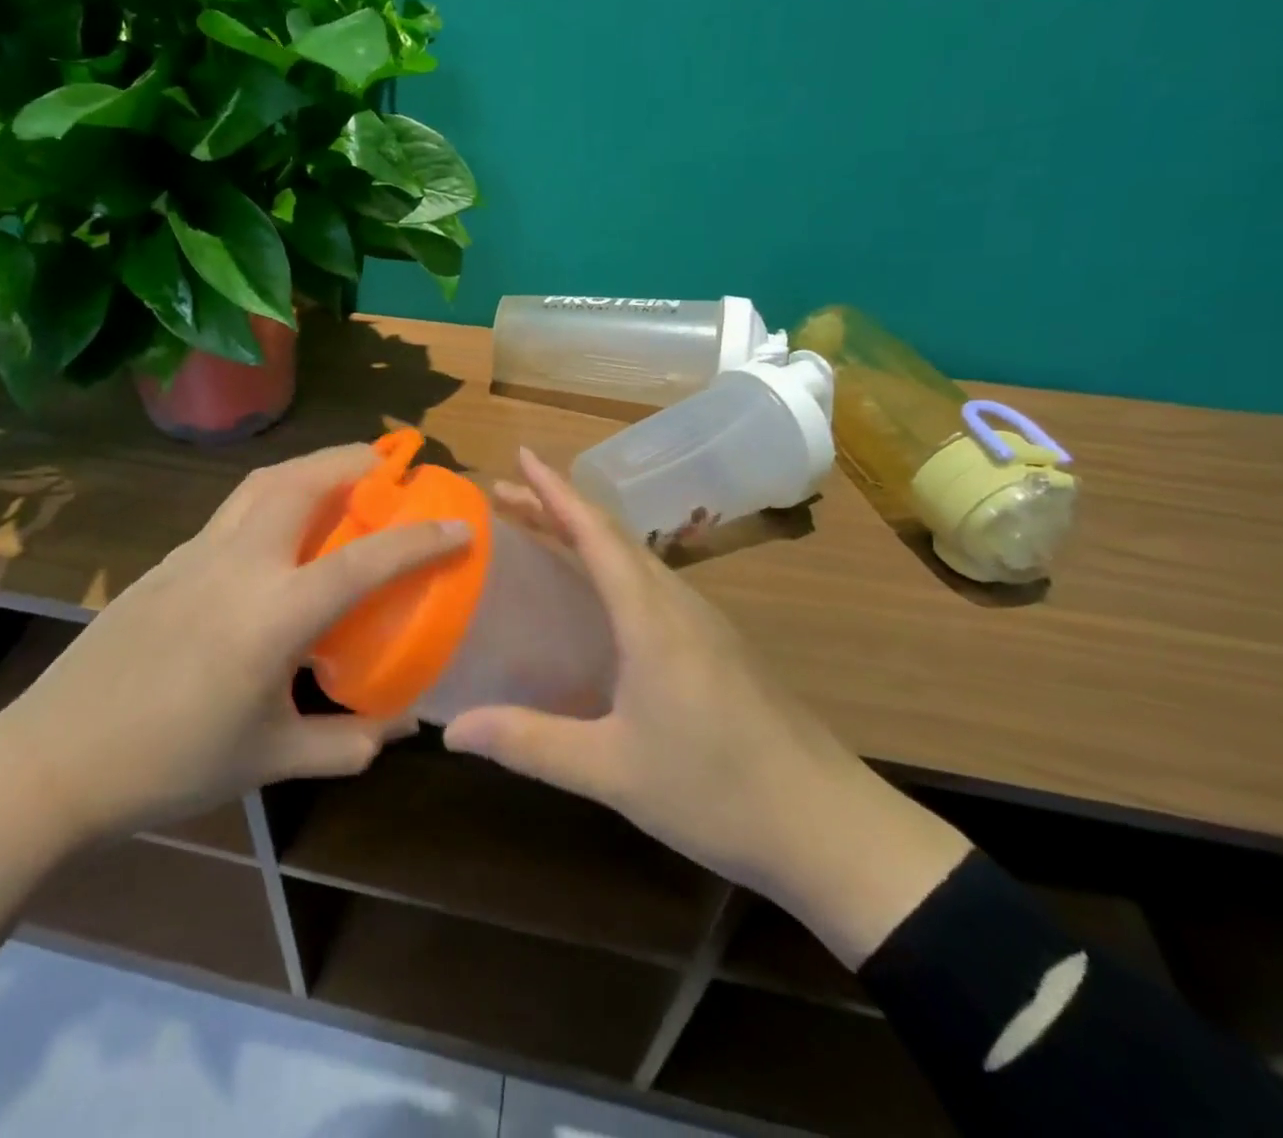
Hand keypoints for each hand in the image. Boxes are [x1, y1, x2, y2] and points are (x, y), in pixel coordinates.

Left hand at [0, 442, 470, 843]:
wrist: (57, 757)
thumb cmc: (173, 763)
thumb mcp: (271, 760)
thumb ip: (345, 743)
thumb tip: (399, 727)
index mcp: (275, 614)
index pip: (366, 560)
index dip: (421, 539)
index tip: (460, 525)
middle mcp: (240, 563)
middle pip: (305, 481)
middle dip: (356, 460)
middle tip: (391, 465)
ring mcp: (198, 552)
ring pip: (264, 482)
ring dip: (312, 466)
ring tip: (342, 477)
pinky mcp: (169, 558)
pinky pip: (235, 508)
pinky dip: (274, 495)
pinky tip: (280, 529)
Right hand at [444, 449, 970, 966]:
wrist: (831, 826)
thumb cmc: (717, 790)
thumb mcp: (611, 771)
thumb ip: (529, 743)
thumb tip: (451, 730)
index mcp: (651, 617)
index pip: (594, 533)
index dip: (554, 491)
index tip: (521, 455)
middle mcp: (678, 604)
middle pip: (612, 535)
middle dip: (558, 507)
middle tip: (506, 496)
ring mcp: (705, 623)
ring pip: (636, 557)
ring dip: (586, 534)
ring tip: (542, 532)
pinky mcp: (719, 647)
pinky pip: (652, 584)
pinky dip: (612, 566)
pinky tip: (600, 597)